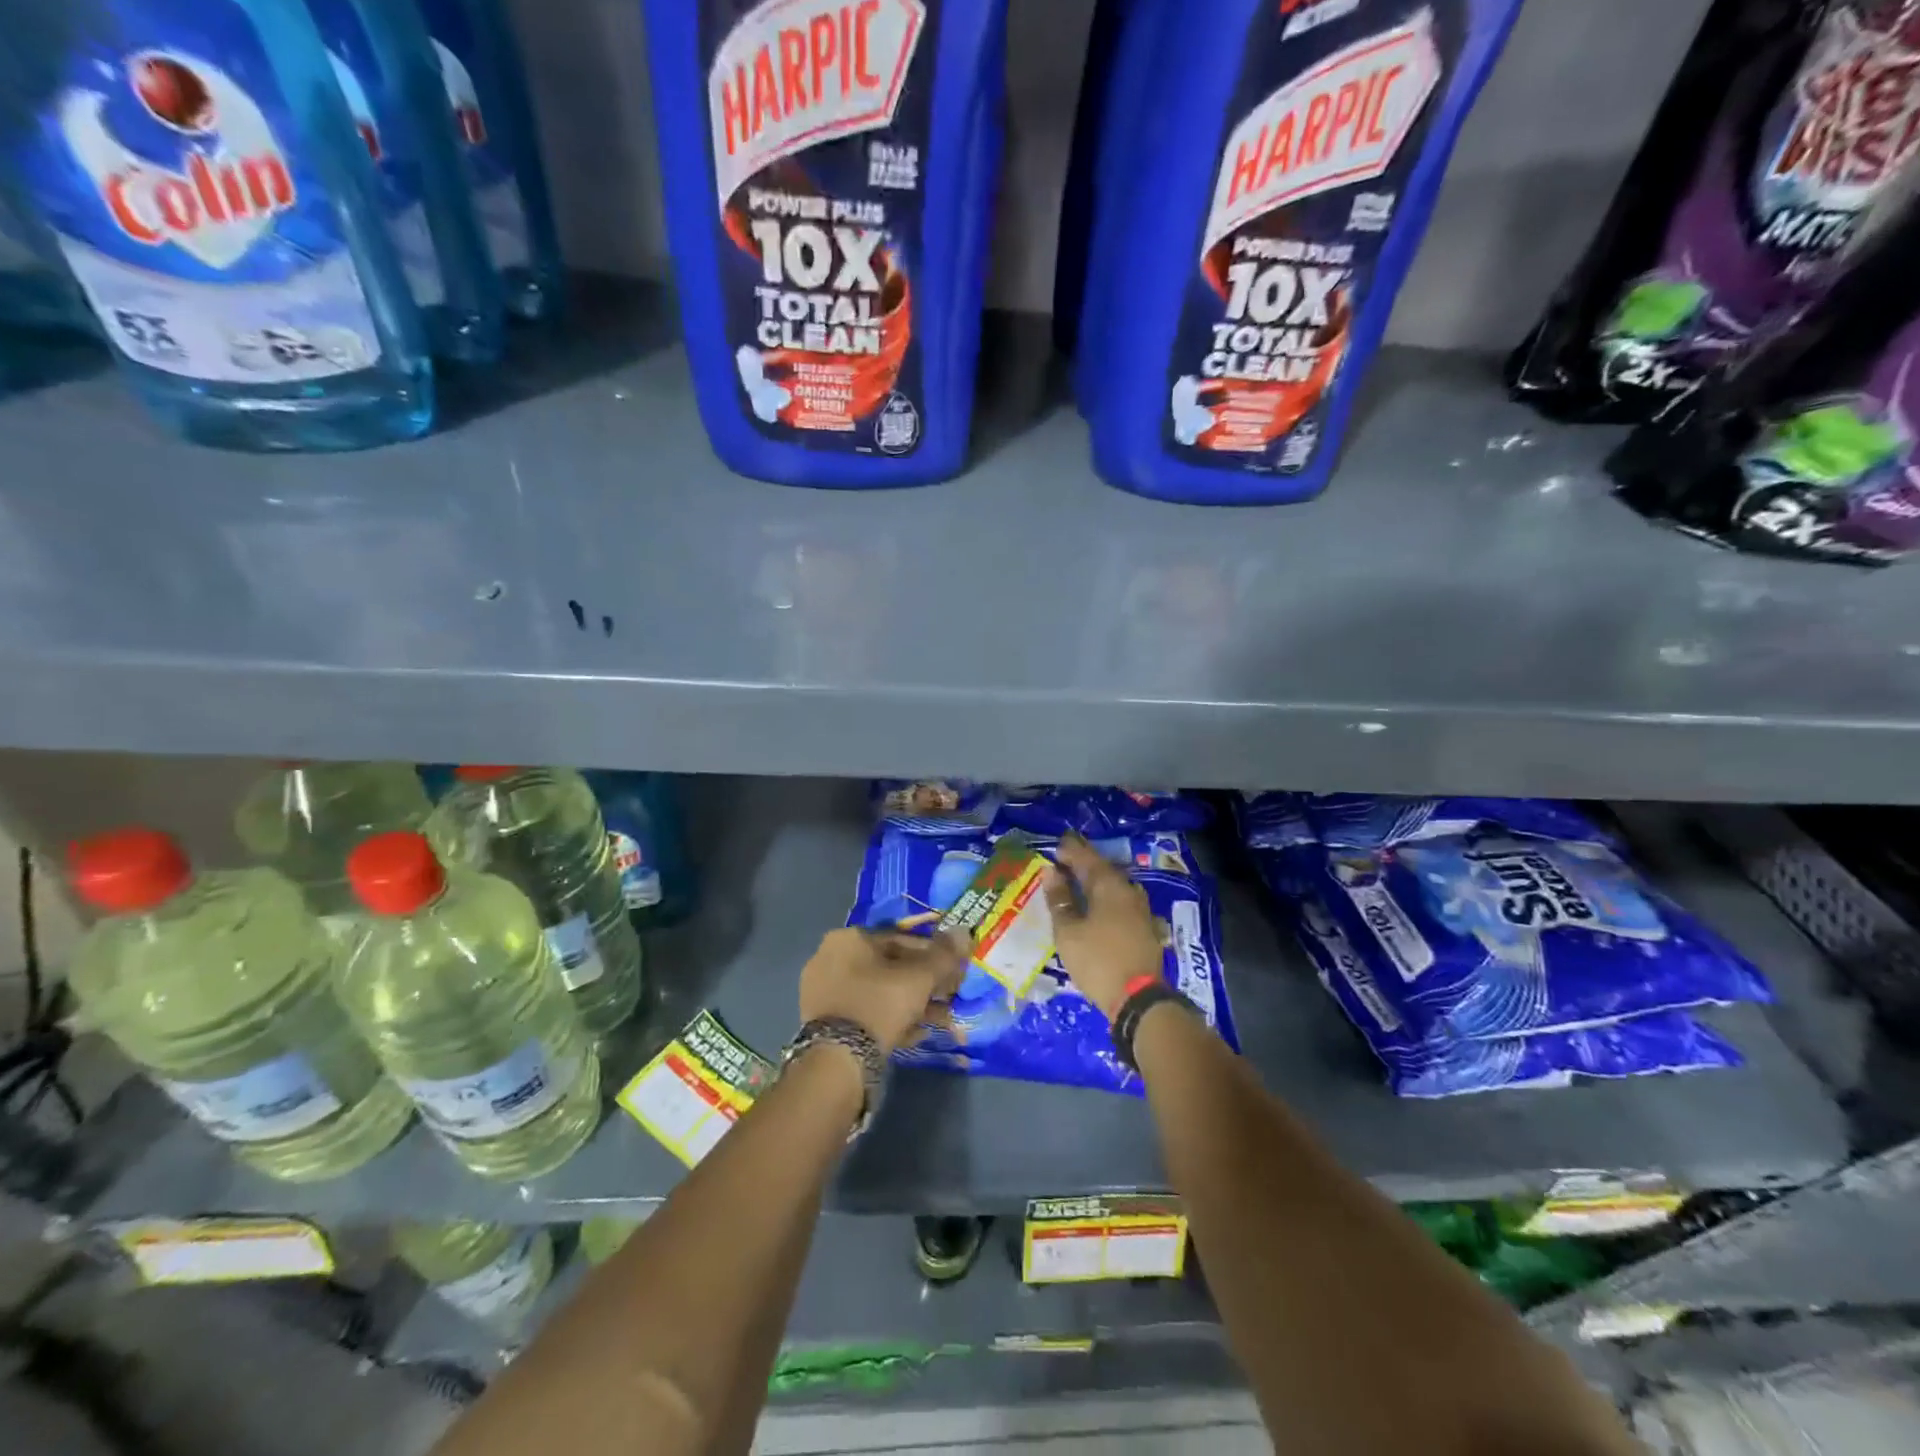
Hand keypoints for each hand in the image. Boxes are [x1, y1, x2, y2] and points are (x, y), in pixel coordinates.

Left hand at [798, 927, 966, 1054]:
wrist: (838, 1059)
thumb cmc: (880, 1004)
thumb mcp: (920, 978)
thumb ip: (944, 954)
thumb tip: (964, 932)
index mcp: (849, 938)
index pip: (901, 938)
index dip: (934, 954)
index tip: (953, 971)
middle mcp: (830, 958)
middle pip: (890, 966)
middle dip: (924, 983)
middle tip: (948, 997)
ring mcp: (824, 991)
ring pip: (879, 991)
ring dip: (912, 1004)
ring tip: (939, 1021)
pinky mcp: (823, 1022)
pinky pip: (865, 1012)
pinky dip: (891, 1019)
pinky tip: (915, 1035)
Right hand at [1044, 834, 1164, 1019]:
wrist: (1139, 999)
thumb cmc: (1097, 961)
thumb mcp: (1068, 931)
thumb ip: (1060, 899)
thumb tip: (1051, 872)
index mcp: (1108, 886)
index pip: (1086, 858)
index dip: (1071, 850)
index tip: (1057, 844)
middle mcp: (1128, 891)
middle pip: (1103, 870)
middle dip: (1083, 864)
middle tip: (1064, 860)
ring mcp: (1140, 910)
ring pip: (1114, 886)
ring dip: (1095, 881)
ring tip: (1077, 882)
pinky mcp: (1144, 928)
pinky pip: (1121, 902)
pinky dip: (1105, 899)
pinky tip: (1097, 906)